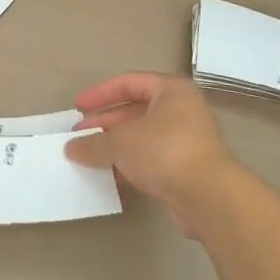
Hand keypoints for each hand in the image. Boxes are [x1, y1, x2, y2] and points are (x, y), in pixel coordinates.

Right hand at [68, 73, 239, 231]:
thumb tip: (70, 148)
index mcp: (171, 91)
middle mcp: (181, 110)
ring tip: (87, 157)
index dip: (101, 93)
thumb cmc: (165, 151)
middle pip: (135, 111)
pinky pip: (150, 160)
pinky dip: (128, 164)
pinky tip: (107, 175)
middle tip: (78, 136)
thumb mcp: (122, 142)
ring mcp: (185, 141)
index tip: (78, 106)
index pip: (130, 83)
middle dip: (105, 123)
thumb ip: (94, 143)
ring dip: (114, 146)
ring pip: (142, 137)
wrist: (208, 197)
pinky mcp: (185, 169)